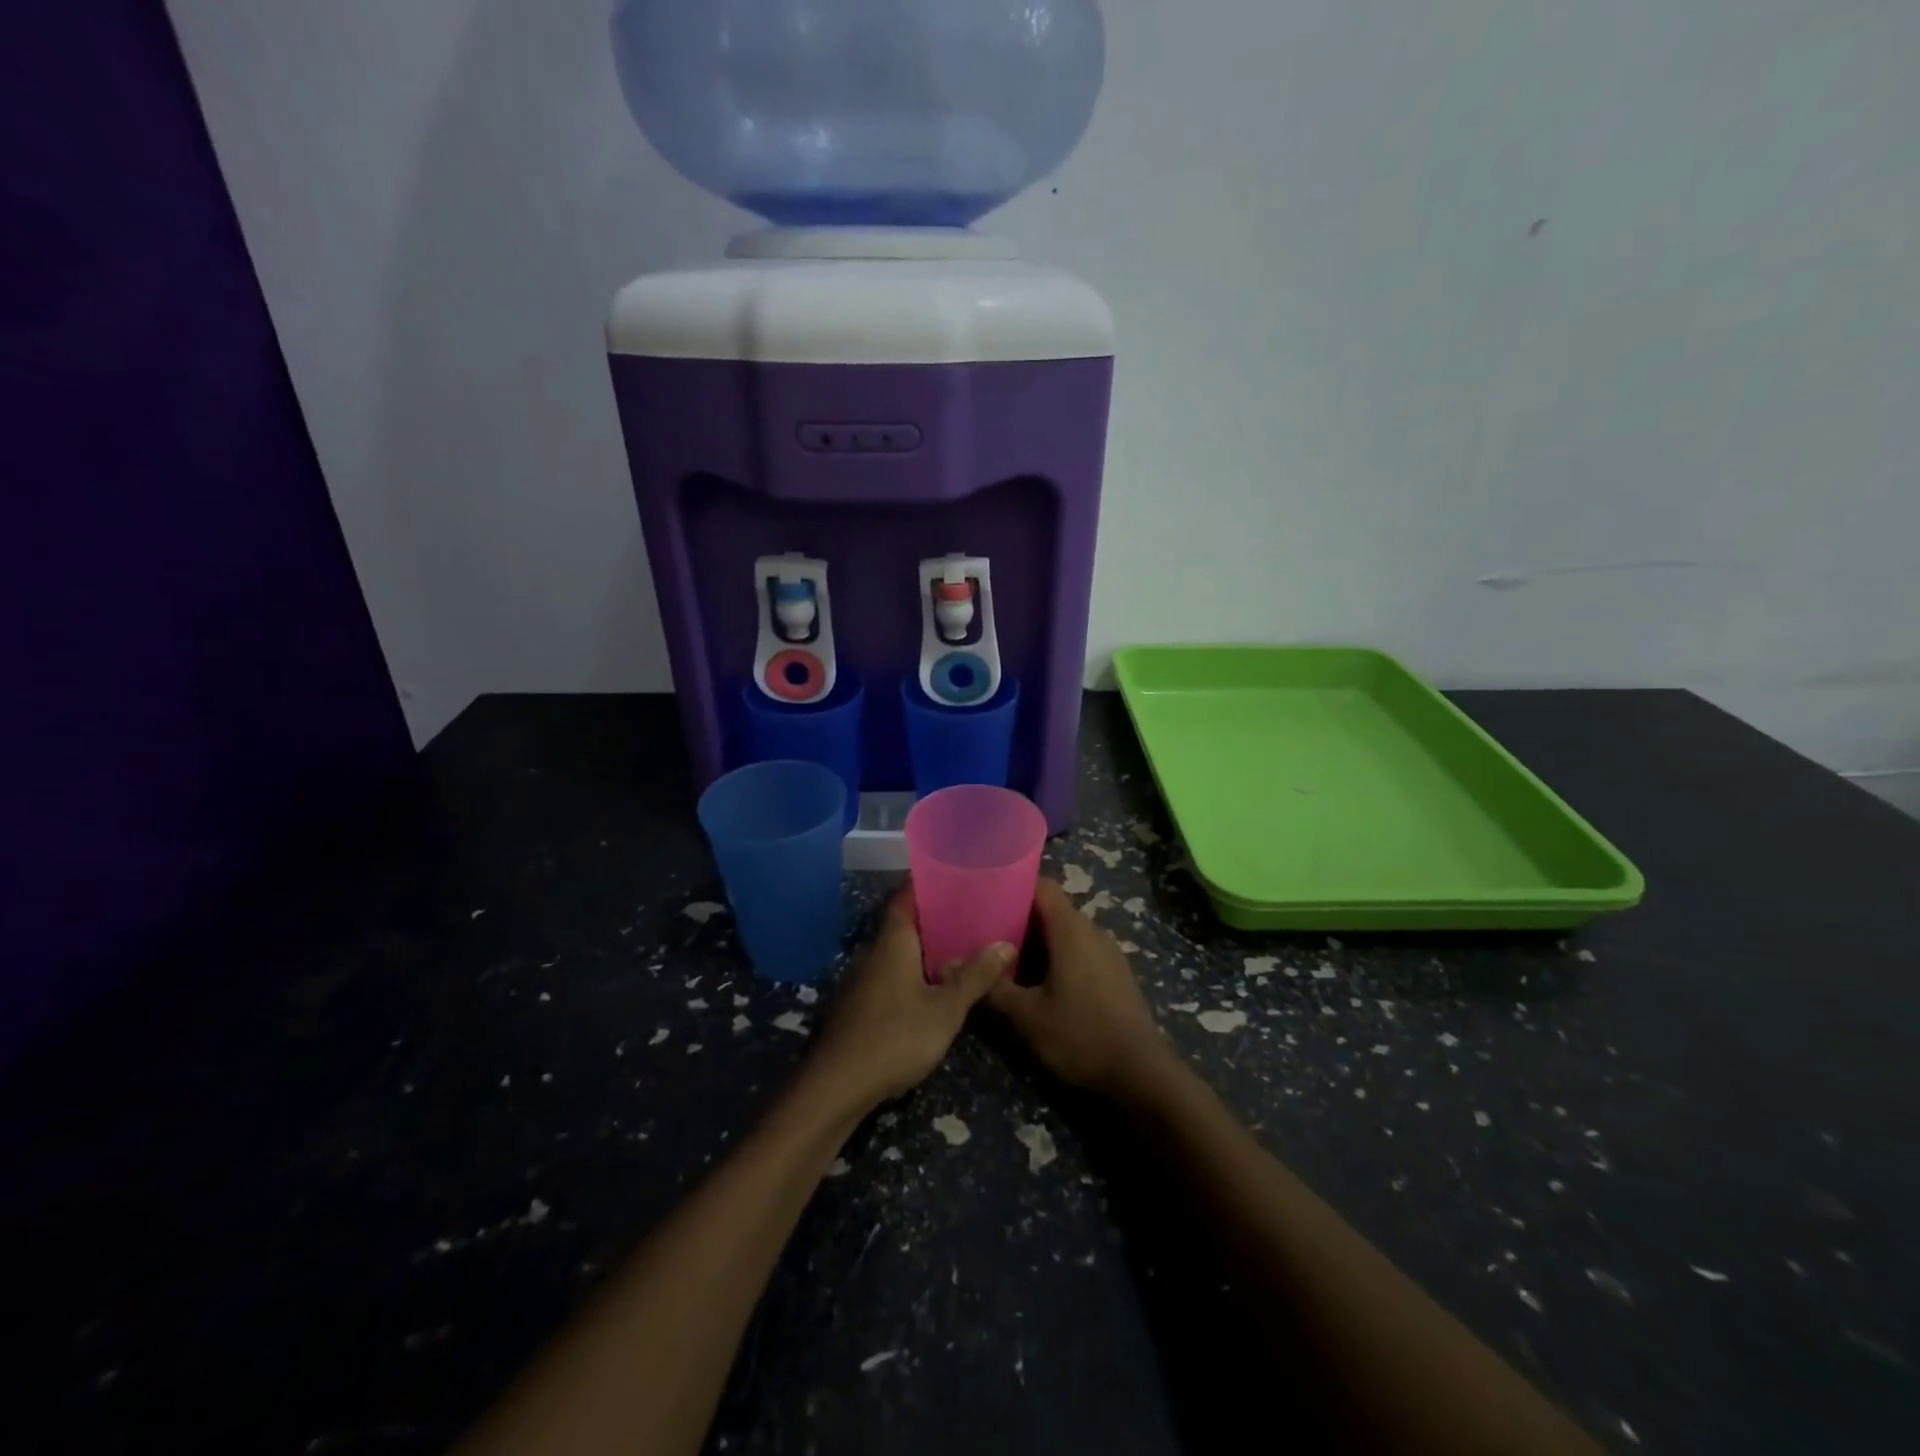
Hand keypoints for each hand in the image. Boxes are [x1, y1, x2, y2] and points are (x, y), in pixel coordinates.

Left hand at [805, 885, 1010, 1113]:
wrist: (837, 1086)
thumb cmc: (895, 1036)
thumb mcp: (946, 1009)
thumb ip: (975, 976)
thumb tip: (1005, 943)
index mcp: (893, 941)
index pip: (907, 896)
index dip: (928, 882)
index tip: (956, 874)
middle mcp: (875, 952)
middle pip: (906, 923)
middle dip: (936, 916)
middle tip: (973, 912)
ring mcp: (865, 979)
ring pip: (900, 952)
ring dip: (927, 948)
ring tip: (964, 946)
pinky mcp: (862, 1005)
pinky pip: (894, 974)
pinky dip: (916, 972)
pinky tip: (938, 986)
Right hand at [986, 878, 1177, 1098]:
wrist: (1141, 1072)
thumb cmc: (1080, 1034)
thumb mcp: (1027, 1015)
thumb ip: (994, 987)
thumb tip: (956, 965)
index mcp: (1071, 929)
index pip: (1042, 885)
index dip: (1014, 886)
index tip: (987, 898)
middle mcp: (1092, 930)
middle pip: (1052, 909)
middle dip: (1020, 919)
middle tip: (987, 936)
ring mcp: (1109, 951)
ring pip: (1067, 932)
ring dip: (1039, 942)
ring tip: (1009, 961)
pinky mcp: (1116, 972)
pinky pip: (1082, 950)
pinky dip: (1059, 957)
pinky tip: (1041, 983)